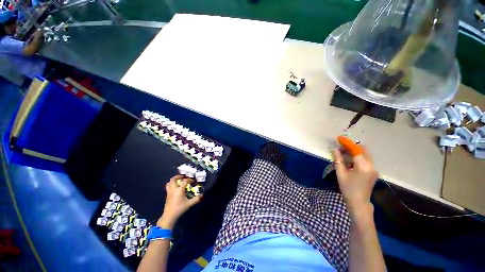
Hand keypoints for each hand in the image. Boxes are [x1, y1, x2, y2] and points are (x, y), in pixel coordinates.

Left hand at [157, 175, 201, 228]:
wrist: (169, 216)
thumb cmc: (179, 208)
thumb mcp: (189, 204)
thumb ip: (196, 199)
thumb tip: (202, 195)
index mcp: (179, 190)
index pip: (185, 181)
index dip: (190, 179)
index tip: (193, 181)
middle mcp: (173, 189)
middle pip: (173, 179)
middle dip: (178, 176)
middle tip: (183, 176)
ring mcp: (169, 192)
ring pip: (169, 183)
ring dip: (173, 180)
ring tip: (178, 181)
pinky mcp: (167, 195)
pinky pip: (168, 187)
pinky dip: (172, 184)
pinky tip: (176, 188)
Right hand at [332, 147, 377, 214]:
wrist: (359, 202)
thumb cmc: (348, 188)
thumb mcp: (340, 173)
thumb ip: (338, 160)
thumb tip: (335, 149)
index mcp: (363, 166)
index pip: (356, 150)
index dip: (347, 143)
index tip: (340, 138)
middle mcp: (371, 166)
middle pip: (363, 150)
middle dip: (352, 146)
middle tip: (341, 147)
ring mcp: (374, 169)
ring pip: (365, 154)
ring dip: (355, 151)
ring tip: (343, 153)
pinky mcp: (373, 171)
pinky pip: (366, 160)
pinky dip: (358, 157)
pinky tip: (350, 160)